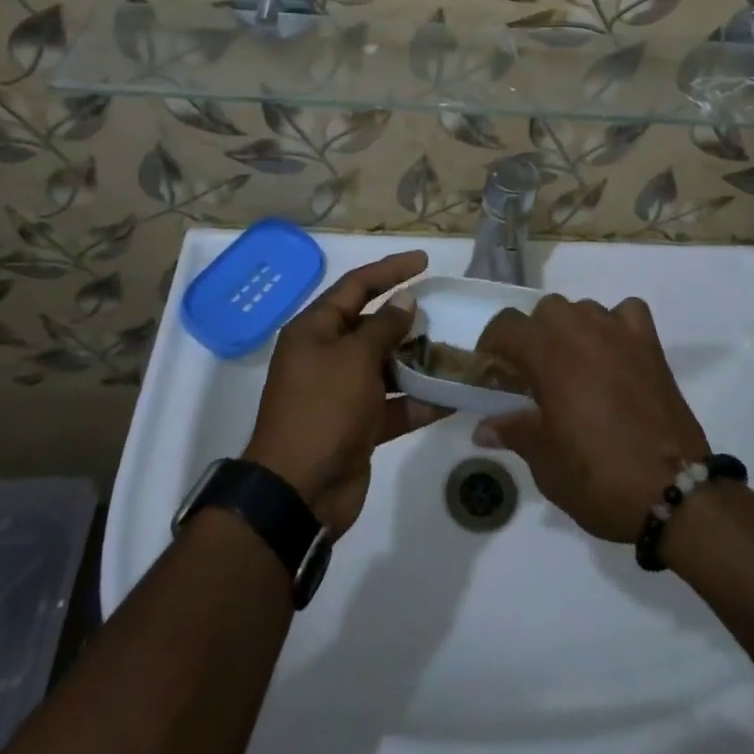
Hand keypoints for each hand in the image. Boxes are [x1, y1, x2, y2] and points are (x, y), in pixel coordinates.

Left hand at [244, 250, 447, 533]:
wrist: (298, 493)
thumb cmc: (323, 410)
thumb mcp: (354, 359)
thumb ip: (384, 327)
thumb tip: (405, 300)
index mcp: (315, 330)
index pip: (356, 286)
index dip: (390, 270)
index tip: (423, 261)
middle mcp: (326, 356)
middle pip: (371, 325)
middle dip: (407, 319)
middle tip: (444, 309)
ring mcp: (342, 392)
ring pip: (386, 365)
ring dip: (418, 360)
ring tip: (455, 350)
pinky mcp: (359, 426)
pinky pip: (394, 404)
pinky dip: (419, 401)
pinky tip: (453, 397)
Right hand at [473, 295, 710, 543]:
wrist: (674, 492)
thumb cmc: (600, 479)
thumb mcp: (547, 465)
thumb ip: (515, 433)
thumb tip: (484, 426)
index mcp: (549, 357)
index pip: (506, 326)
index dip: (492, 345)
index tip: (492, 373)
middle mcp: (582, 333)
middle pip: (545, 310)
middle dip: (533, 336)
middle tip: (534, 375)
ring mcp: (619, 334)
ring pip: (583, 308)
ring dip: (571, 329)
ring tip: (575, 367)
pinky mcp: (650, 344)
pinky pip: (626, 312)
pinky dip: (615, 324)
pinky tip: (614, 352)